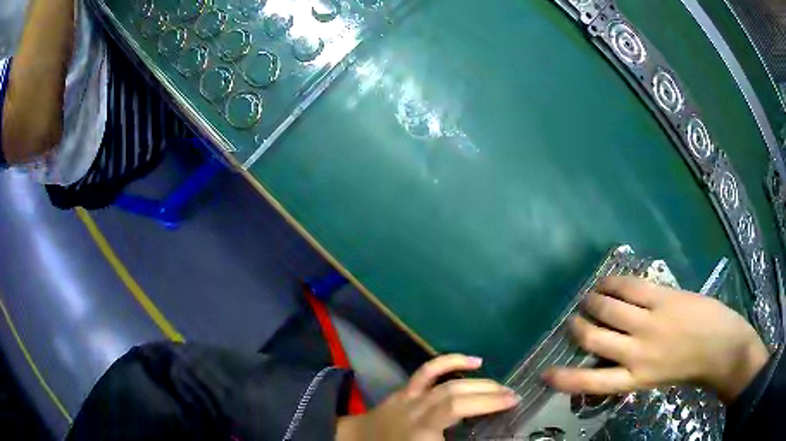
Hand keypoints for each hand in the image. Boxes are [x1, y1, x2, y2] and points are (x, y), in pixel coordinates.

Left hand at [336, 354, 519, 440]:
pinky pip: (428, 370)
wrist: (360, 439)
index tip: (513, 404)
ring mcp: (410, 397)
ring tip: (501, 386)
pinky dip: (452, 361)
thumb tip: (488, 437)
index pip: (456, 410)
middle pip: (455, 396)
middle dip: (489, 395)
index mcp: (421, 431)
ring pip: (446, 383)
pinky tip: (475, 361)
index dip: (486, 404)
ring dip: (477, 382)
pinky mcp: (407, 389)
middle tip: (514, 397)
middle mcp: (417, 411)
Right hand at [543, 276, 768, 403]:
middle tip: (575, 320)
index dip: (564, 378)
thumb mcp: (655, 379)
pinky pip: (630, 286)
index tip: (546, 373)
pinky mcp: (662, 298)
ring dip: (592, 300)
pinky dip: (613, 282)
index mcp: (635, 378)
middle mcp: (636, 352)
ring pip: (608, 308)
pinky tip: (606, 280)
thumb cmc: (689, 368)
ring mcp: (650, 322)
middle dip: (578, 327)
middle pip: (594, 338)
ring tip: (589, 297)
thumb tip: (609, 355)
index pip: (591, 381)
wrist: (721, 348)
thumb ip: (631, 370)